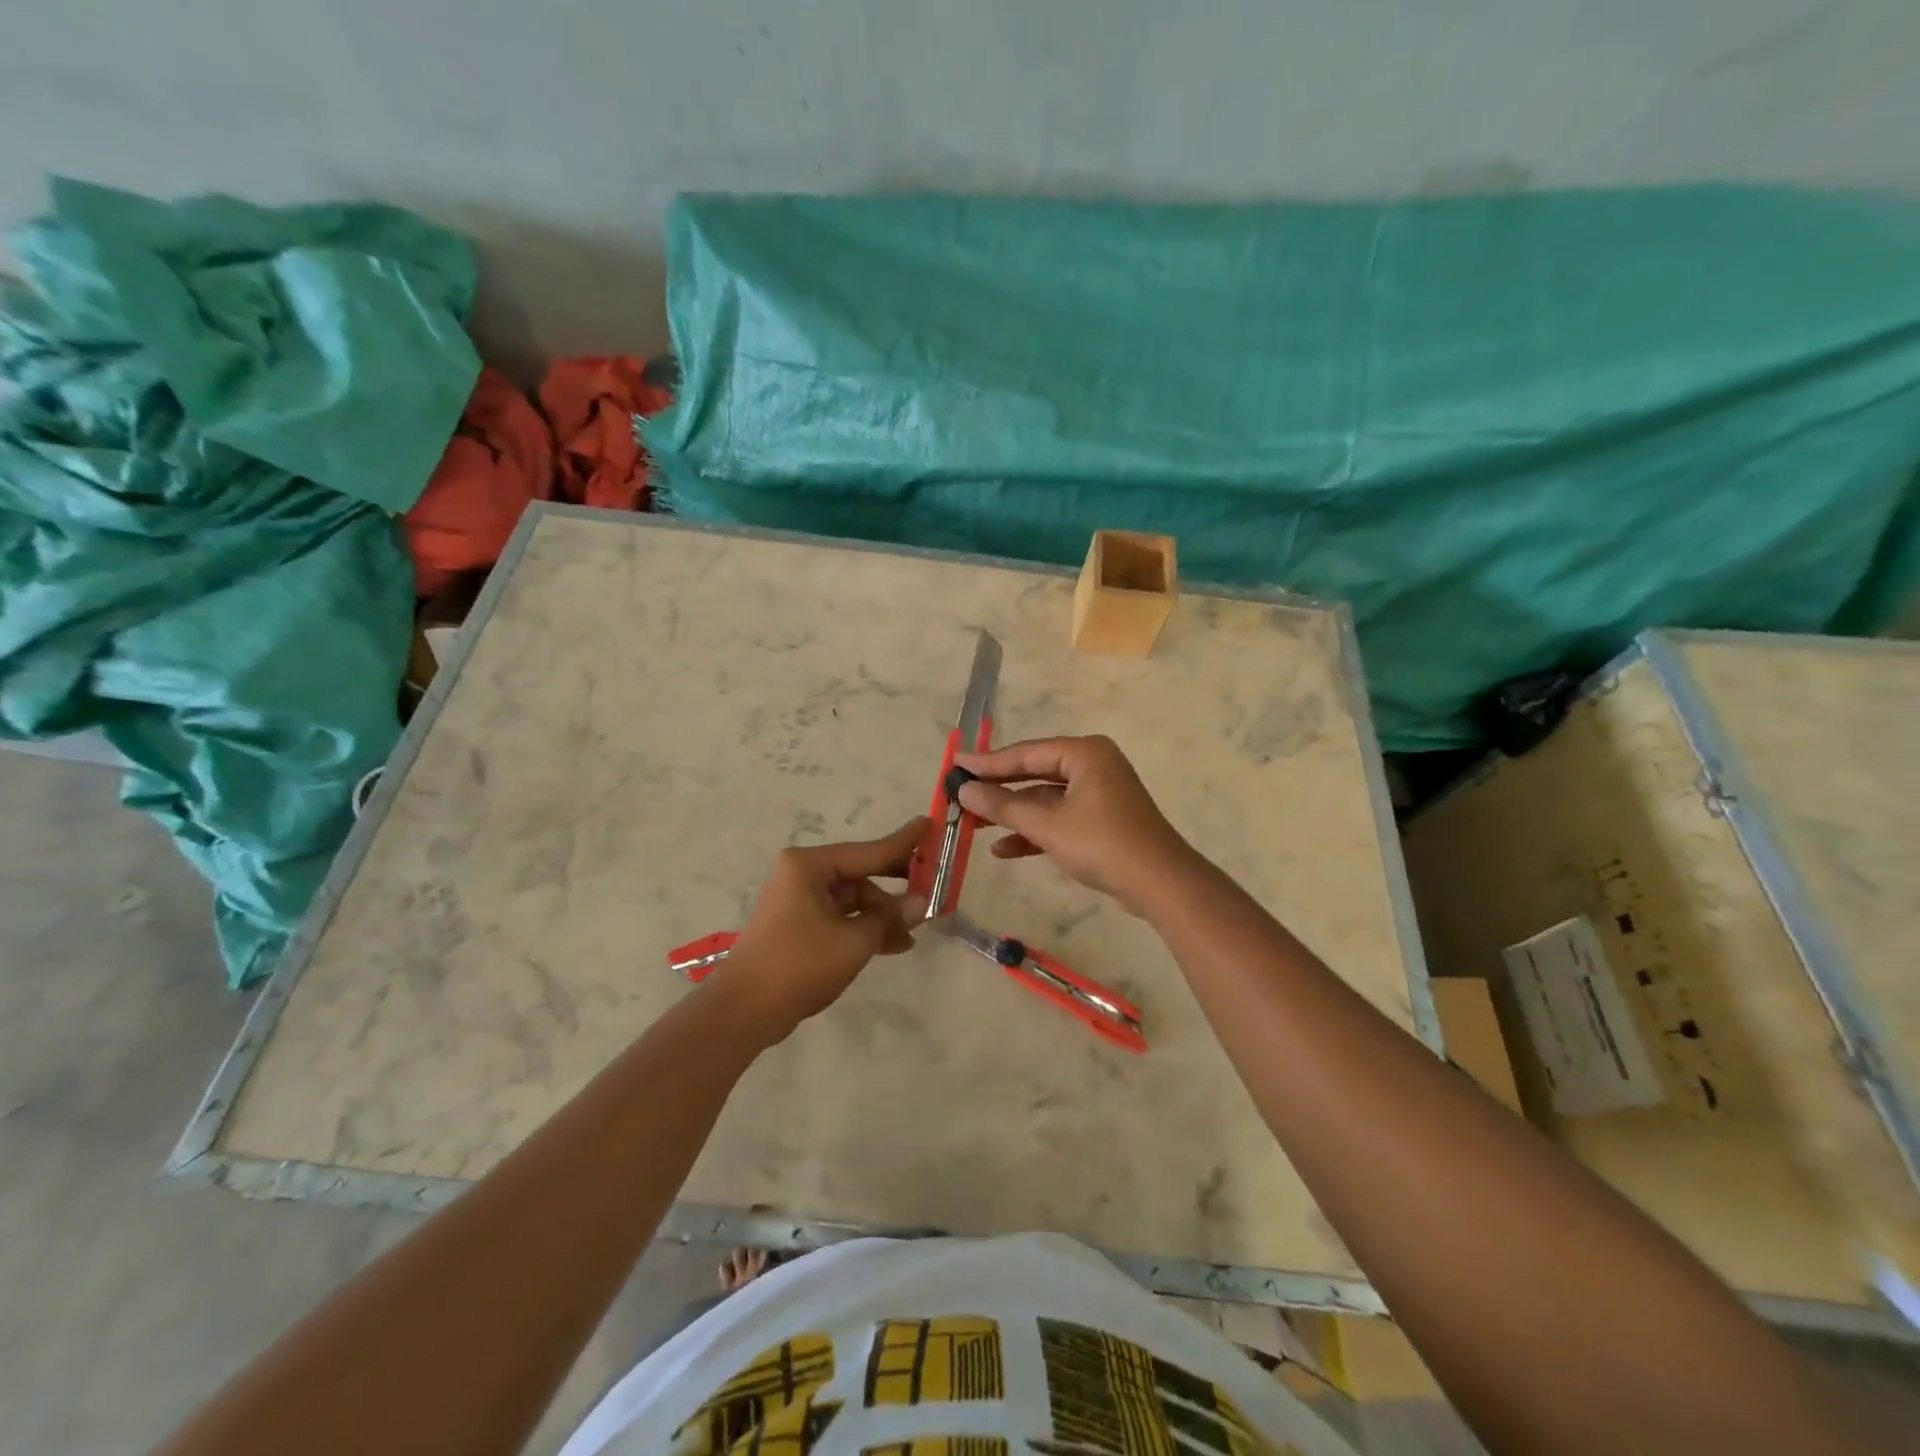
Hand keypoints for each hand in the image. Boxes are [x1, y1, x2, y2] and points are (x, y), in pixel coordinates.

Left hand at [713, 818, 929, 1044]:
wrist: (744, 1010)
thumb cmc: (800, 964)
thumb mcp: (854, 941)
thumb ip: (890, 917)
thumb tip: (921, 902)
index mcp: (810, 865)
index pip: (869, 850)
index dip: (904, 843)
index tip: (930, 825)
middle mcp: (803, 874)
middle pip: (861, 874)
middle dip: (895, 886)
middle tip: (932, 886)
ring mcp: (799, 900)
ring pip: (854, 899)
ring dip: (882, 915)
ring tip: (914, 932)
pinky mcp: (799, 924)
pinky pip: (841, 917)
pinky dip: (864, 928)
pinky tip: (894, 944)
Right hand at [953, 736, 1196, 914]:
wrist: (1159, 883)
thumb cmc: (1102, 844)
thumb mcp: (1047, 825)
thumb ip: (1004, 806)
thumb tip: (964, 790)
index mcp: (1084, 753)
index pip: (1025, 753)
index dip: (987, 762)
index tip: (956, 764)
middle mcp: (1092, 765)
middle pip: (1034, 773)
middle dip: (998, 789)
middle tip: (960, 793)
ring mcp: (1098, 794)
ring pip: (1045, 799)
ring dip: (1013, 814)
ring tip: (974, 825)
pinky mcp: (1101, 820)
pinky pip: (1059, 818)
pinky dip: (1035, 832)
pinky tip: (1004, 850)